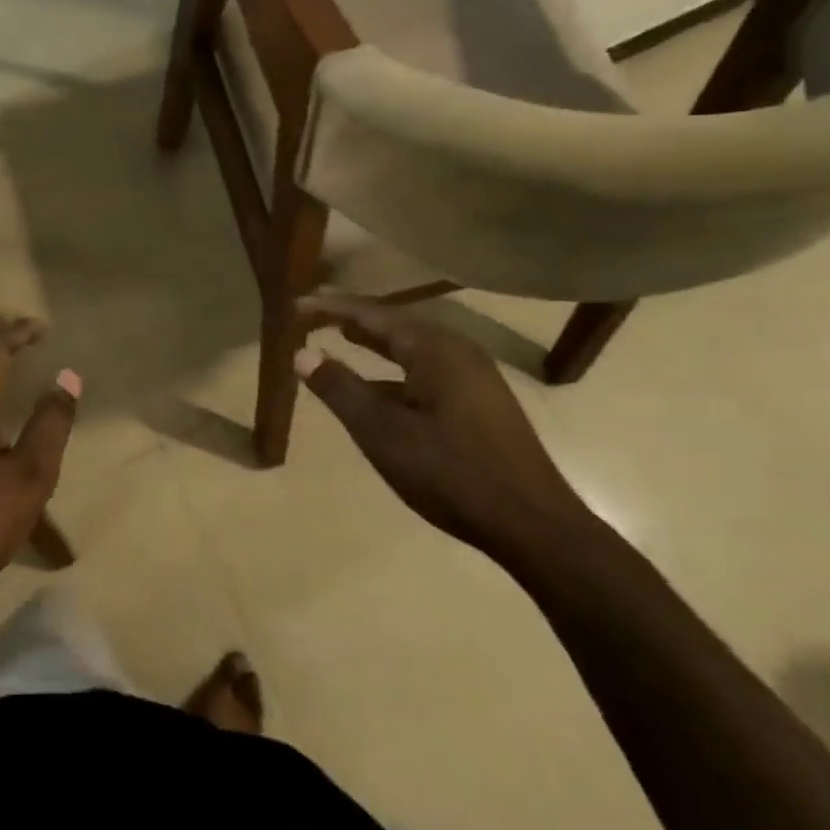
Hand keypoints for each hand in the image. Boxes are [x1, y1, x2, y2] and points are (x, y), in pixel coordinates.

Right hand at [295, 296, 598, 566]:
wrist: (533, 524)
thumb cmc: (450, 473)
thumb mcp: (382, 433)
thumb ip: (340, 389)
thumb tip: (301, 353)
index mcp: (435, 349)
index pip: (372, 314)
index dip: (331, 309)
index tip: (295, 305)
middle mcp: (458, 351)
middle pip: (395, 324)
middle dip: (353, 320)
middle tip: (314, 316)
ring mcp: (475, 376)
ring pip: (413, 348)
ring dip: (376, 343)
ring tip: (343, 338)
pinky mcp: (481, 401)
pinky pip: (428, 369)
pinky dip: (396, 369)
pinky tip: (381, 389)